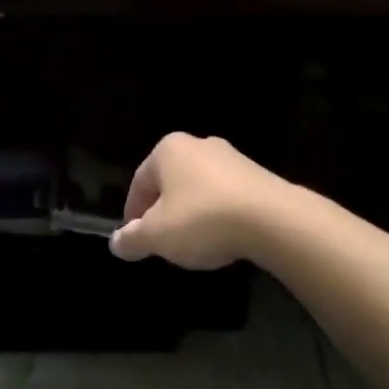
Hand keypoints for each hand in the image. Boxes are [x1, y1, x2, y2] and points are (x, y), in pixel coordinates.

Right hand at [110, 133, 302, 269]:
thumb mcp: (158, 236)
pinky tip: (223, 238)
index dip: (133, 214)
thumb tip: (116, 242)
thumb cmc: (202, 219)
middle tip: (163, 243)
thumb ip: (132, 239)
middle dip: (164, 212)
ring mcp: (231, 157)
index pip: (139, 182)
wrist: (273, 219)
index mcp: (168, 150)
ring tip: (195, 244)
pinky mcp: (257, 175)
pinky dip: (219, 215)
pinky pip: (226, 196)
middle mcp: (198, 144)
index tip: (136, 241)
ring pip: (199, 188)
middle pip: (170, 183)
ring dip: (192, 214)